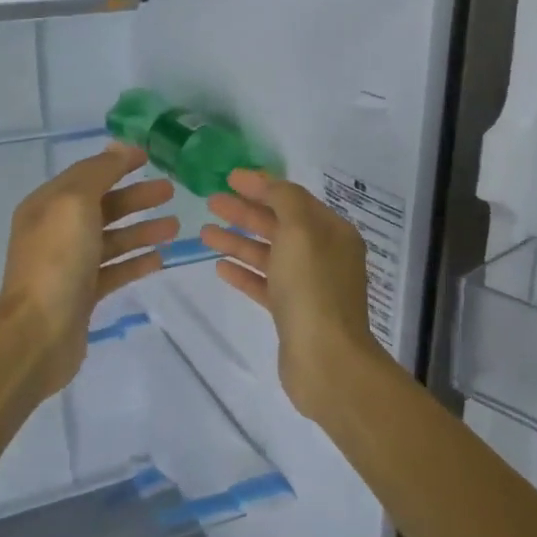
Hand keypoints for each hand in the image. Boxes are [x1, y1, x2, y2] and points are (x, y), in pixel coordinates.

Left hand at [0, 143, 177, 398]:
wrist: (38, 333)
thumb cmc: (57, 260)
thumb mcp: (75, 203)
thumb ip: (98, 173)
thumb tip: (118, 148)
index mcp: (48, 205)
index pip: (86, 175)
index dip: (117, 164)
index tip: (149, 157)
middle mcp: (56, 232)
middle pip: (102, 206)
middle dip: (136, 198)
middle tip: (171, 191)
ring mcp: (69, 265)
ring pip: (111, 239)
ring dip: (142, 230)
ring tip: (175, 226)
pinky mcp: (83, 295)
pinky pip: (114, 271)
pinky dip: (135, 262)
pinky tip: (160, 259)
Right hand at [201, 168, 391, 426]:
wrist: (326, 360)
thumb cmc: (312, 288)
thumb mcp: (300, 231)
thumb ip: (284, 200)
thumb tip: (270, 185)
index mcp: (332, 232)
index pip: (293, 199)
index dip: (262, 185)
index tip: (229, 177)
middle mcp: (324, 255)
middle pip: (279, 225)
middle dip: (245, 212)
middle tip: (211, 202)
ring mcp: (308, 285)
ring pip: (269, 254)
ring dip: (238, 241)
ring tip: (204, 233)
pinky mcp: (292, 312)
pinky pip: (265, 284)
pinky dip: (244, 272)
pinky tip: (220, 267)